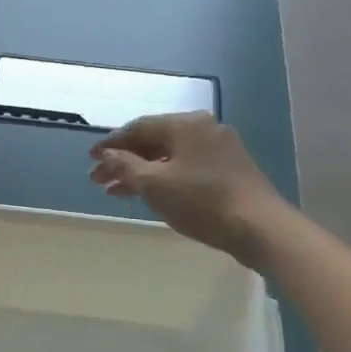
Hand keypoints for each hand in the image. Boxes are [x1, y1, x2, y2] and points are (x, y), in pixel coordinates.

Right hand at [89, 113, 284, 263]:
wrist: (259, 227)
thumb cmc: (201, 201)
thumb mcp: (155, 184)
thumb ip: (125, 166)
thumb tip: (106, 154)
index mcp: (186, 124)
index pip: (138, 127)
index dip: (111, 144)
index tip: (91, 159)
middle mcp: (204, 129)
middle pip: (154, 142)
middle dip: (124, 161)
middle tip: (98, 181)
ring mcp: (220, 149)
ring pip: (170, 157)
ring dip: (141, 173)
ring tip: (116, 193)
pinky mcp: (230, 170)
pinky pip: (186, 168)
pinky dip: (164, 179)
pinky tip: (150, 195)